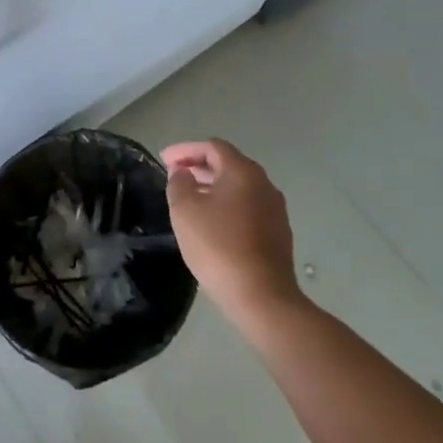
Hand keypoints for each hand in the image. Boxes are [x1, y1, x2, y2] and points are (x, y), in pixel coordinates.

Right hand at [161, 139, 302, 323]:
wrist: (261, 296)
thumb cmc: (218, 246)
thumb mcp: (184, 210)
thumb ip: (179, 183)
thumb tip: (183, 173)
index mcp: (242, 171)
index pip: (212, 146)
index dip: (185, 150)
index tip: (163, 160)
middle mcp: (264, 183)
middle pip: (228, 164)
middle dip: (198, 166)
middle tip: (174, 176)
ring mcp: (275, 208)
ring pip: (239, 187)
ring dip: (213, 186)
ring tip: (190, 198)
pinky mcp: (278, 232)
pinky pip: (248, 206)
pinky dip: (227, 205)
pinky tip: (212, 222)